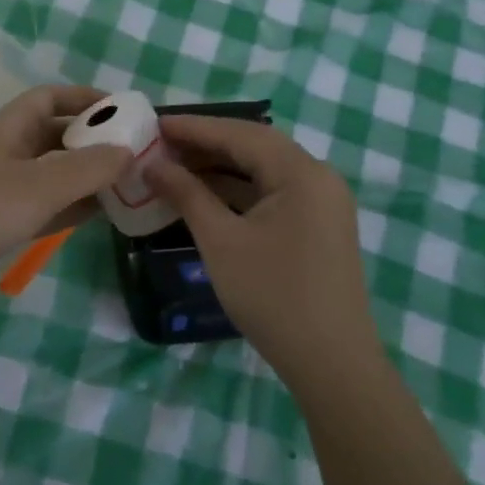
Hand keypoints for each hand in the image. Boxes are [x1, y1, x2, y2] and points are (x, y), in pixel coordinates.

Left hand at [0, 86, 130, 311]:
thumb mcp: (40, 185)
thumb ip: (87, 168)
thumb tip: (128, 151)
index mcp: (7, 130)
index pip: (48, 98)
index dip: (83, 97)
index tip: (120, 108)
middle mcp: (5, 153)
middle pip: (53, 135)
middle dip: (91, 139)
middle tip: (132, 151)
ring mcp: (1, 189)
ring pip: (52, 173)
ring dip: (85, 176)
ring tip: (126, 182)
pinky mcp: (1, 222)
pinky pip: (45, 205)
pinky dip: (71, 205)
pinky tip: (100, 214)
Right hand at [145, 116, 375, 384]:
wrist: (330, 362)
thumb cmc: (272, 296)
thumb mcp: (221, 241)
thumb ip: (187, 194)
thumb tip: (153, 165)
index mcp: (301, 173)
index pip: (241, 134)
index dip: (195, 127)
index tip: (154, 123)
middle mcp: (318, 178)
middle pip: (255, 147)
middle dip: (206, 144)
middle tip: (159, 144)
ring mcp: (322, 203)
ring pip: (263, 171)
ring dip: (220, 168)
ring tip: (173, 166)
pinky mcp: (317, 225)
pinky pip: (272, 194)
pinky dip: (238, 191)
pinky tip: (204, 195)